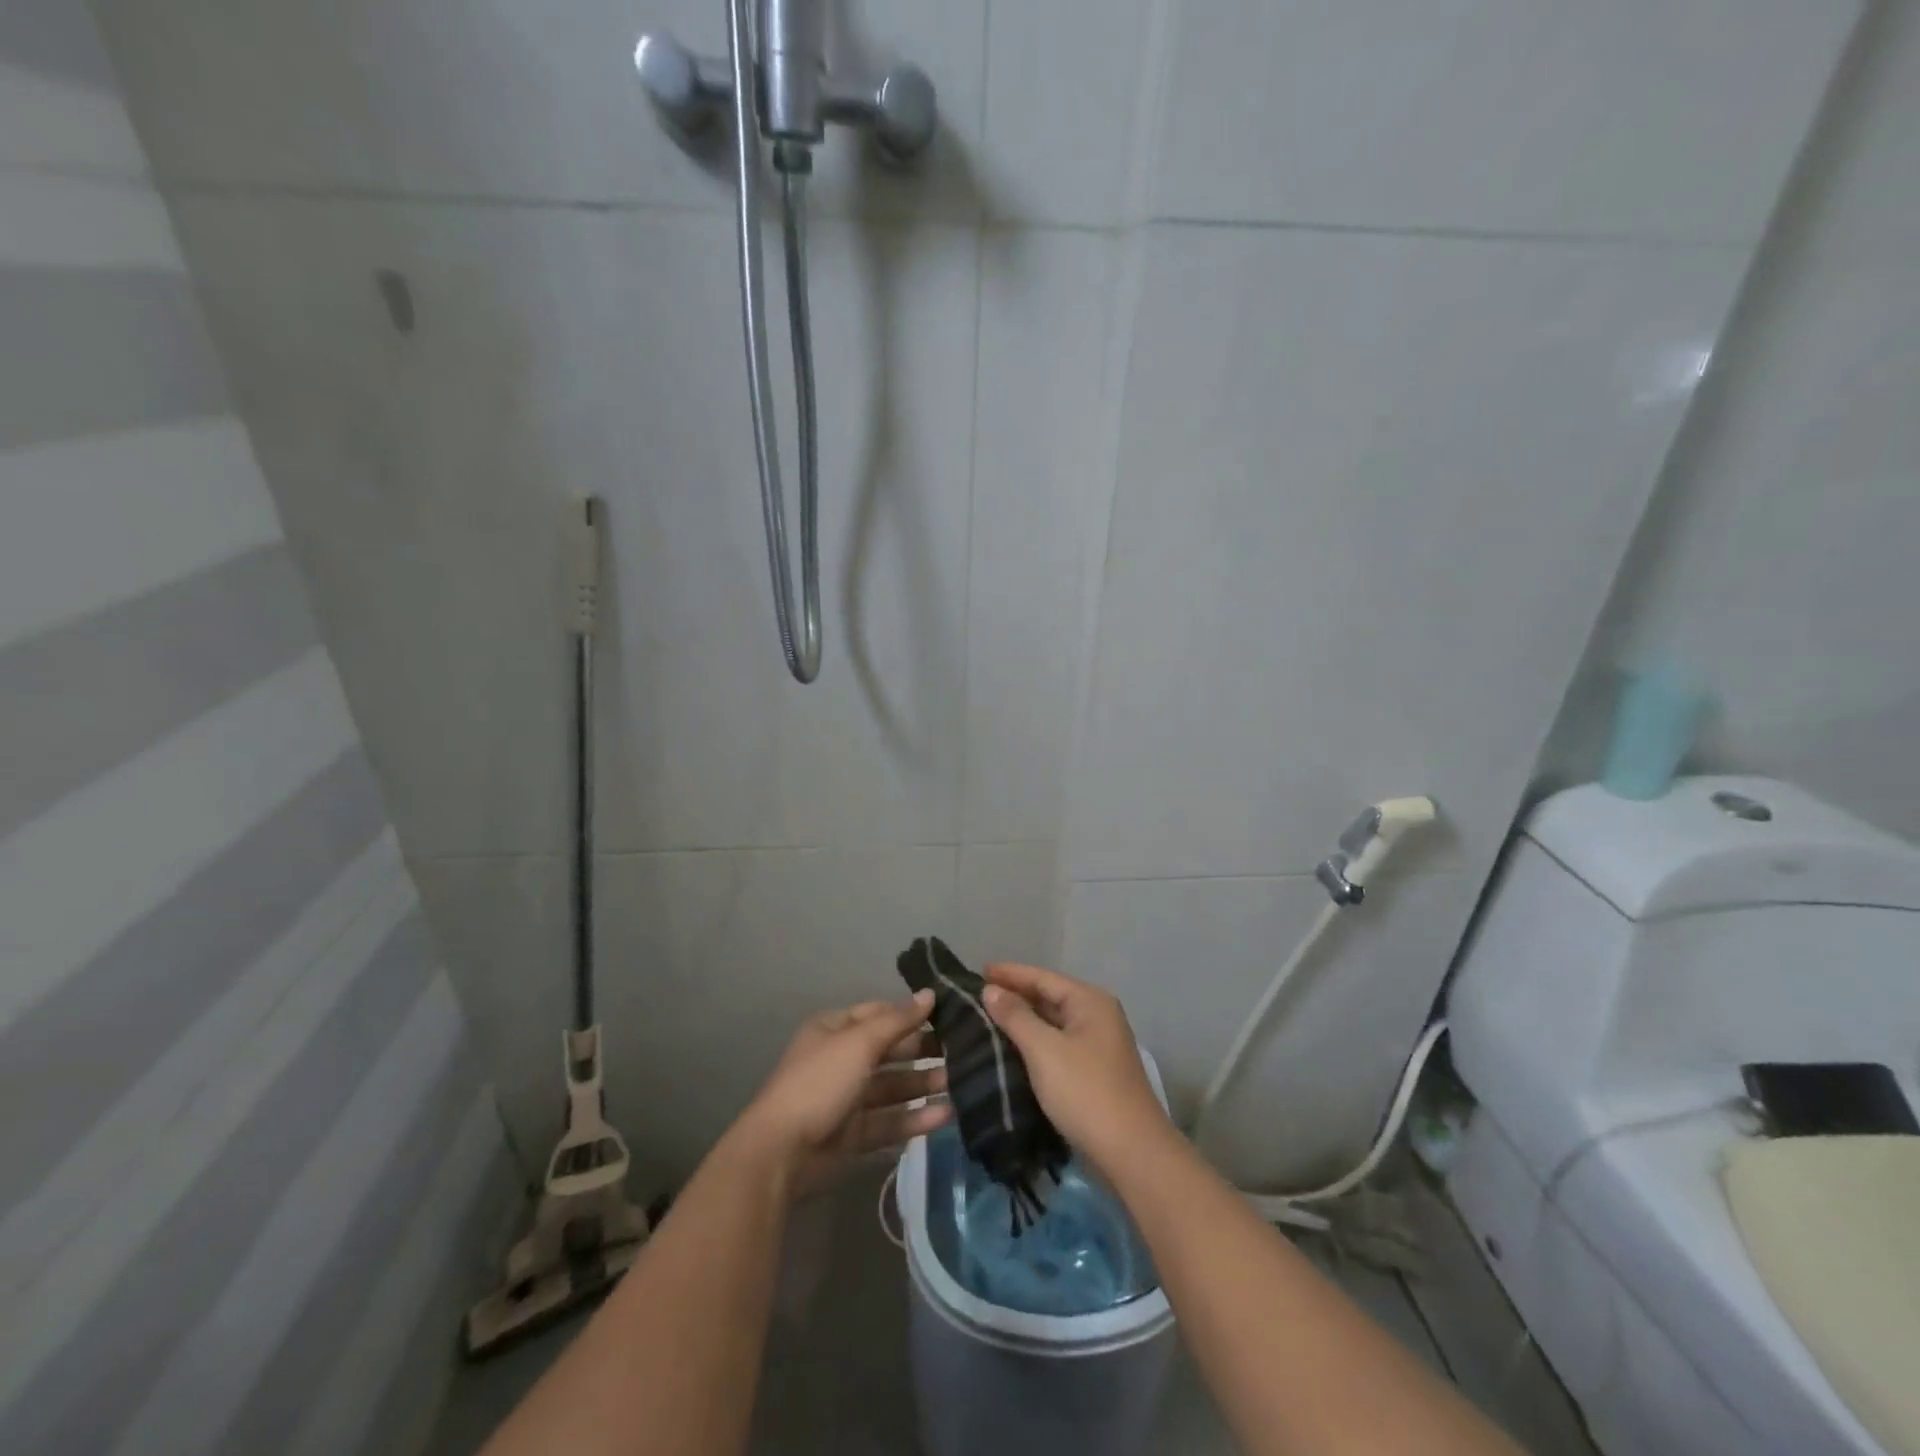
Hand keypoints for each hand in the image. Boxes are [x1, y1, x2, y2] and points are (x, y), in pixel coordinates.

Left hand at [732, 991, 950, 1198]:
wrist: (782, 1153)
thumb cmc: (820, 1082)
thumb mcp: (859, 1043)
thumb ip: (898, 1020)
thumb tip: (929, 994)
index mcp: (835, 1030)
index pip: (880, 1013)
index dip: (910, 1013)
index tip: (948, 1014)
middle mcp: (842, 1059)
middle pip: (890, 1050)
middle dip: (923, 1050)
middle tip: (964, 1050)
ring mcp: (848, 1099)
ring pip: (894, 1086)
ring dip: (924, 1084)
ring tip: (961, 1082)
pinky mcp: (855, 1134)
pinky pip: (891, 1120)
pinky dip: (916, 1117)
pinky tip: (946, 1114)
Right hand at [982, 964, 1172, 1176]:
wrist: (1131, 1153)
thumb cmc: (1086, 1092)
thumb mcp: (1044, 1050)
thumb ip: (1016, 1016)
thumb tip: (991, 990)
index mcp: (1090, 1001)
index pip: (1042, 977)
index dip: (1009, 973)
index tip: (977, 970)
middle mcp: (1098, 1016)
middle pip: (1049, 997)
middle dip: (1015, 996)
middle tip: (977, 997)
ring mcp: (1098, 1046)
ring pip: (1053, 1024)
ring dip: (1023, 1021)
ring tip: (987, 1020)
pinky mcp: (1094, 1072)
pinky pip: (1057, 1046)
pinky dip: (1034, 1043)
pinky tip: (1011, 1050)